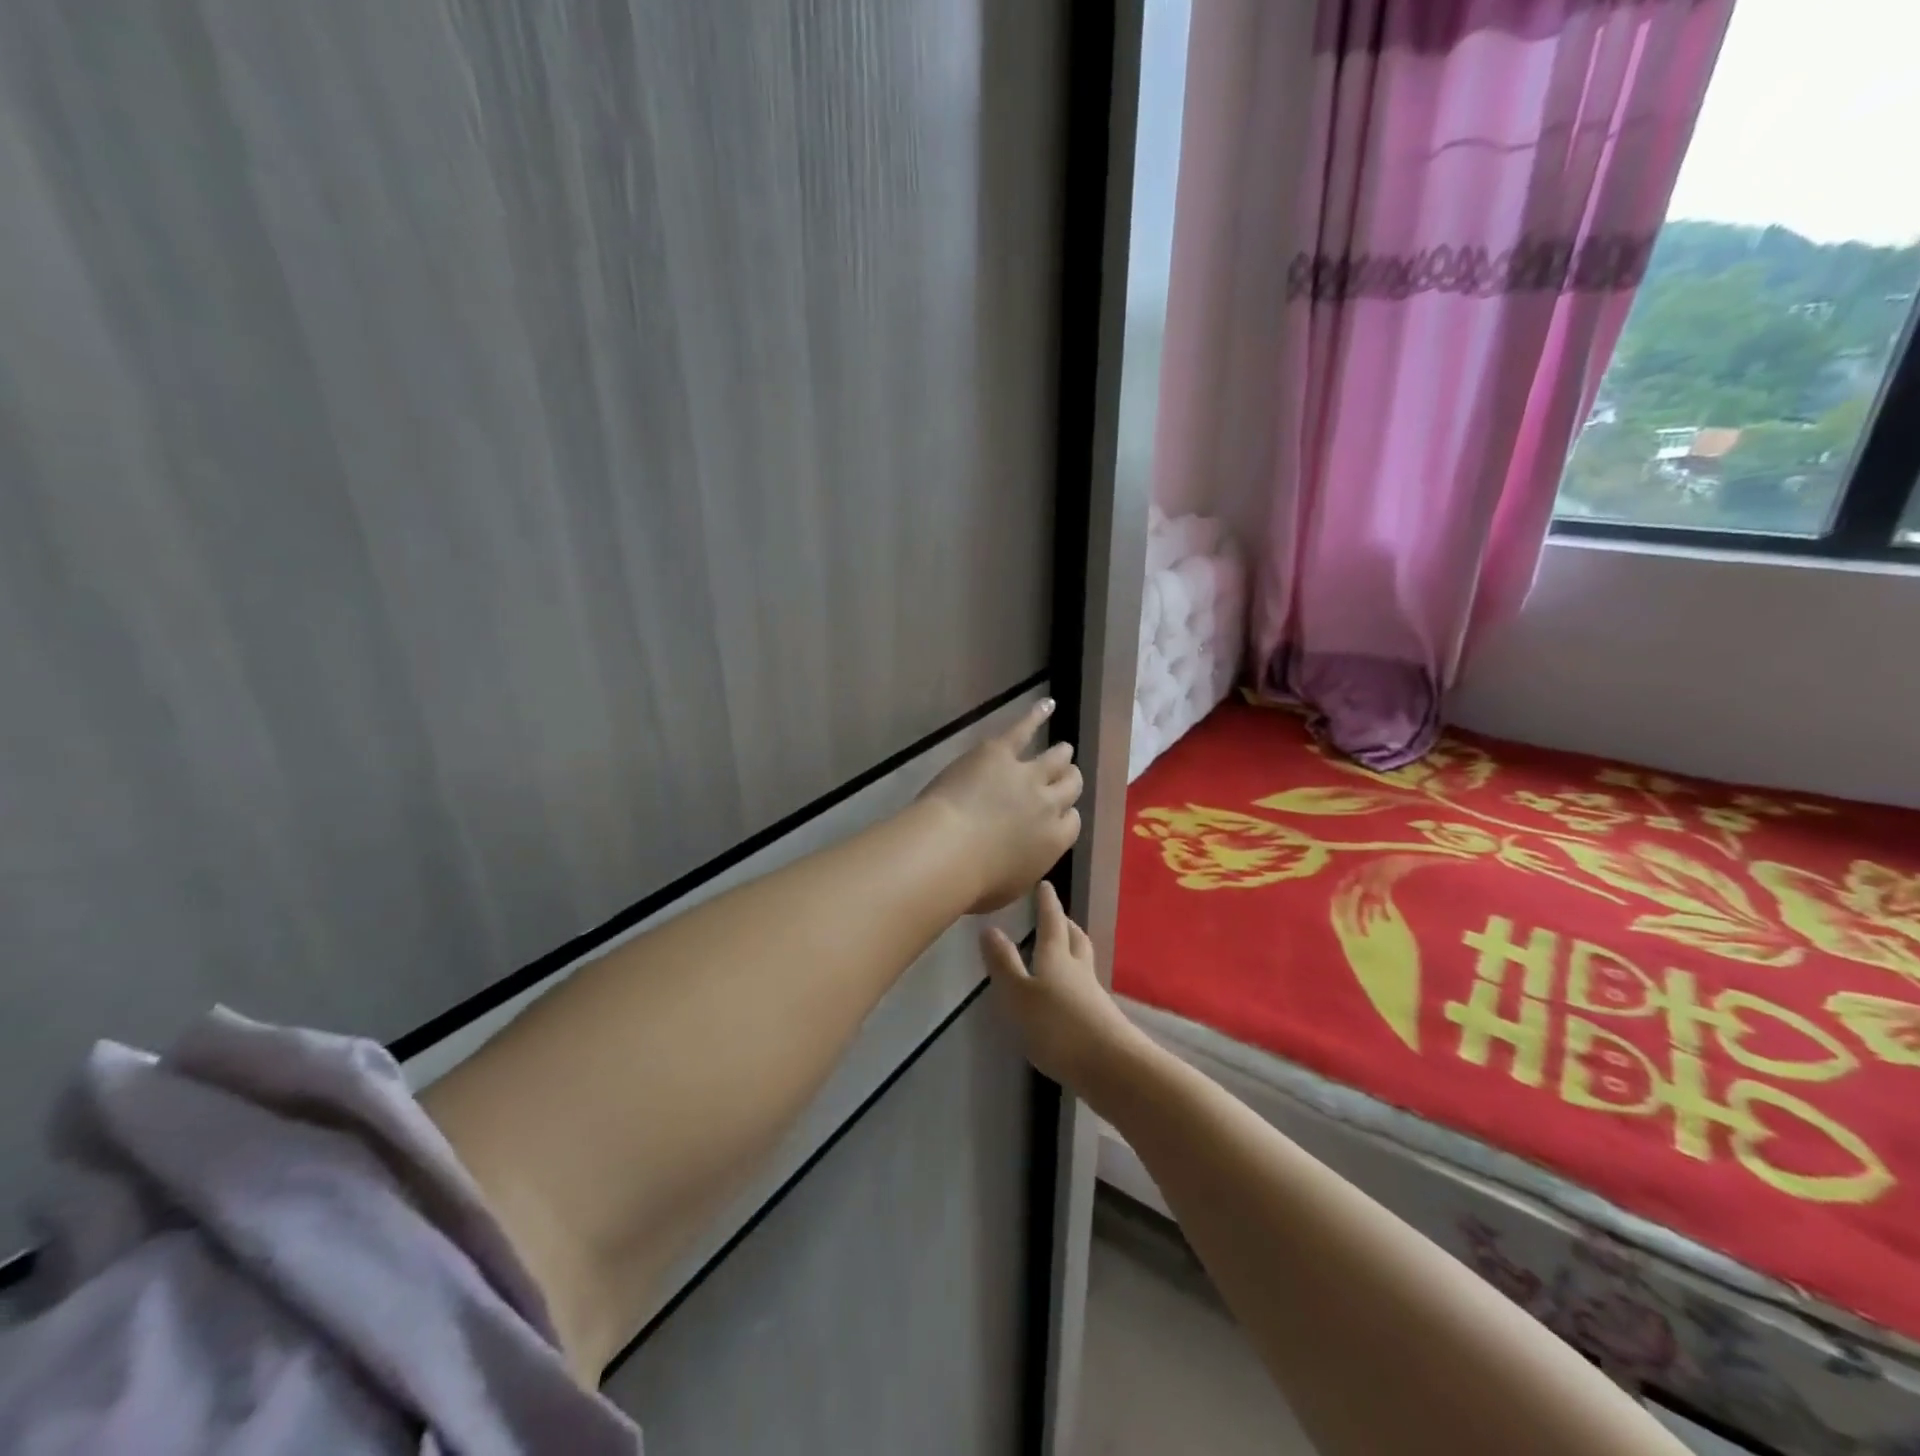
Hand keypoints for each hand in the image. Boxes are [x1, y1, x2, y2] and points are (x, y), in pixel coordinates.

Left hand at [918, 698, 1082, 914]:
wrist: (947, 850)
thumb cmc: (974, 883)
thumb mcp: (1011, 888)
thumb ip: (1026, 868)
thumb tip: (1024, 859)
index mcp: (1055, 841)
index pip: (1072, 822)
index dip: (1064, 816)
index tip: (1057, 817)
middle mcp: (1050, 804)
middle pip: (1071, 785)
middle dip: (1068, 782)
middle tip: (1064, 778)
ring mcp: (1028, 774)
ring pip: (1056, 758)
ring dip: (1060, 755)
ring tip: (1063, 749)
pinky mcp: (1000, 753)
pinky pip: (1024, 729)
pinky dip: (1036, 715)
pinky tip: (1046, 704)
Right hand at [981, 881, 1143, 1092]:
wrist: (1112, 1068)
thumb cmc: (1058, 1027)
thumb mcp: (1019, 996)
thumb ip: (1004, 964)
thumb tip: (989, 928)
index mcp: (1056, 958)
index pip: (1051, 922)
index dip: (1047, 904)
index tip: (1045, 885)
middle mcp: (1078, 970)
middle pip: (1074, 939)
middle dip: (1065, 924)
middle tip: (1057, 915)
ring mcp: (1093, 995)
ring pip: (1083, 962)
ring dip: (1073, 950)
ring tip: (1062, 950)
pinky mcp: (1101, 1020)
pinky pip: (1085, 988)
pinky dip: (1075, 981)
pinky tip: (1067, 995)